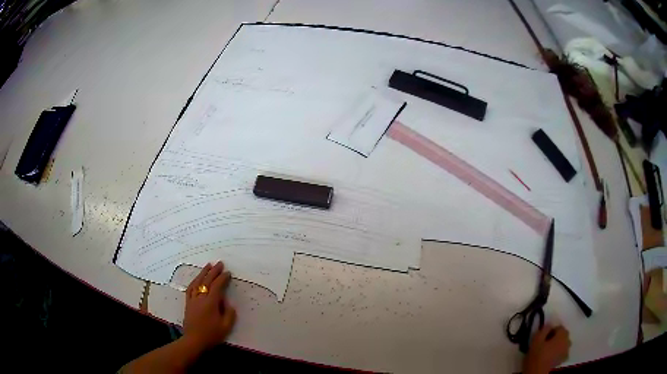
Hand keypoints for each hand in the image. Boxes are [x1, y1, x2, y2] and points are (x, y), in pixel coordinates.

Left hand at [183, 261, 236, 351]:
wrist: (194, 340)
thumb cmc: (211, 335)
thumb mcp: (226, 327)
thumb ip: (229, 314)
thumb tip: (228, 303)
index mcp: (211, 303)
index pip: (217, 286)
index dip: (223, 278)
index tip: (228, 273)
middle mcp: (201, 298)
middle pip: (207, 281)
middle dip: (214, 271)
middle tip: (220, 263)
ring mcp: (193, 299)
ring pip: (197, 282)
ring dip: (203, 273)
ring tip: (208, 265)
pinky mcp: (188, 303)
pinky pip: (190, 288)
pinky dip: (194, 281)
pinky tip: (197, 278)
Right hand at [524, 324, 570, 373]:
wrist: (538, 373)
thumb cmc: (537, 356)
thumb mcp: (536, 340)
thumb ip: (544, 329)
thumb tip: (549, 325)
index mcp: (563, 334)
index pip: (559, 327)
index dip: (550, 331)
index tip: (543, 338)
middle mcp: (568, 341)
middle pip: (563, 335)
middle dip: (555, 337)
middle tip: (545, 344)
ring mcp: (567, 351)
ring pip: (563, 344)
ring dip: (557, 345)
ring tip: (547, 351)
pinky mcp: (563, 360)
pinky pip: (562, 352)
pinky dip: (558, 353)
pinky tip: (550, 358)